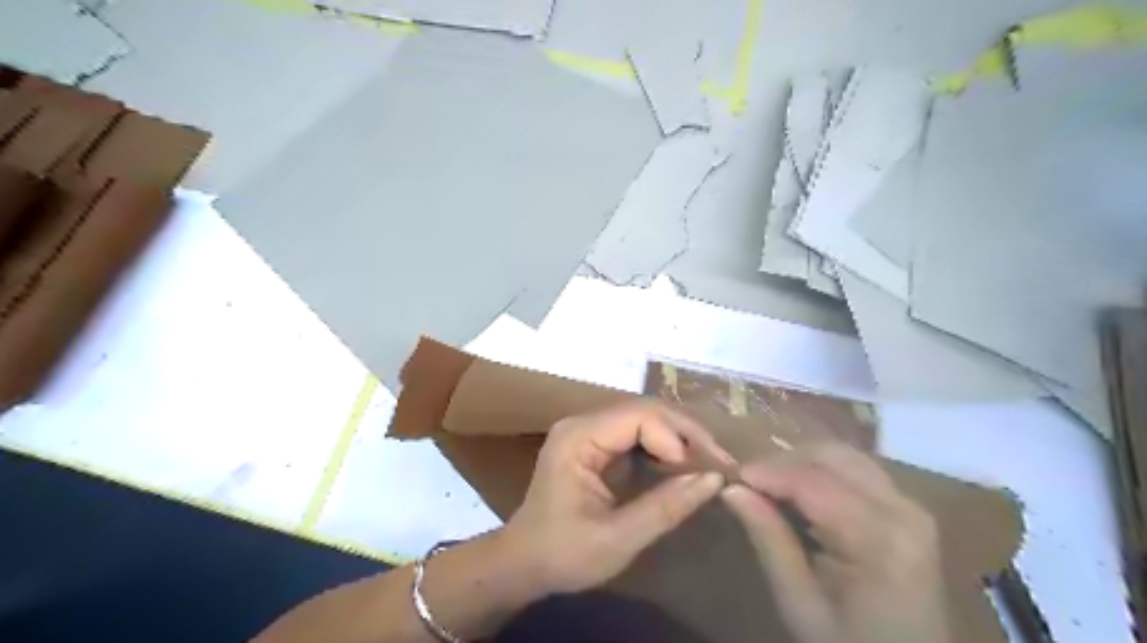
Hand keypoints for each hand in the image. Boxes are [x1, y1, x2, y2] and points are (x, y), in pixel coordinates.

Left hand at [499, 403, 723, 591]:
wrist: (523, 562)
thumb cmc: (563, 554)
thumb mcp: (617, 539)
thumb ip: (665, 507)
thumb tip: (713, 479)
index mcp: (578, 437)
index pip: (638, 416)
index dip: (676, 437)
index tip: (704, 470)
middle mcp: (582, 423)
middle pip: (644, 410)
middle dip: (684, 433)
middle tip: (719, 462)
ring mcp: (587, 431)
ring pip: (643, 418)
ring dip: (677, 438)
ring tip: (706, 463)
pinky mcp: (594, 443)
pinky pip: (636, 433)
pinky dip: (663, 446)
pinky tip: (681, 465)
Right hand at [719, 441, 944, 642]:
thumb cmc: (849, 642)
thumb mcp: (800, 602)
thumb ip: (769, 540)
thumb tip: (731, 490)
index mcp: (879, 539)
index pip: (813, 482)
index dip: (768, 472)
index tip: (732, 477)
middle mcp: (902, 509)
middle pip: (831, 456)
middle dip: (784, 461)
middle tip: (750, 482)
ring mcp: (910, 504)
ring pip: (844, 454)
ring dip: (802, 461)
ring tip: (772, 484)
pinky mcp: (907, 506)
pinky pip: (857, 468)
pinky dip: (822, 469)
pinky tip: (802, 491)